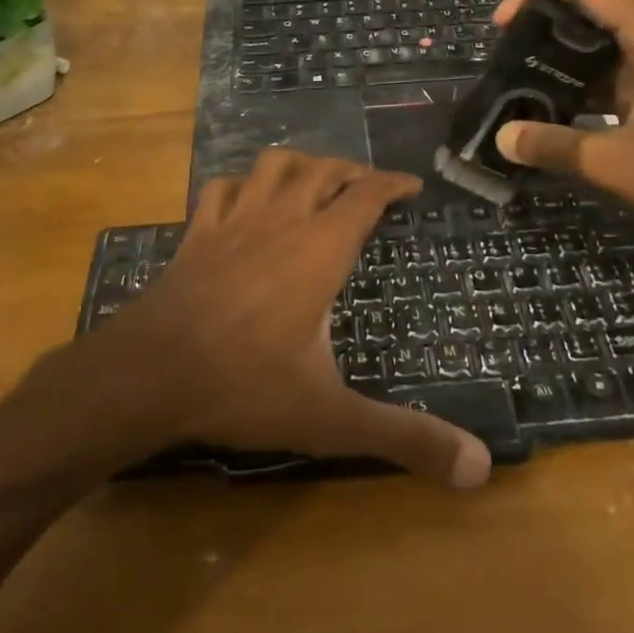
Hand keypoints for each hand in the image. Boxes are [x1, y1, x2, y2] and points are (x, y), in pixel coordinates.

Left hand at [99, 151, 491, 487]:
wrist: (151, 373)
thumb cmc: (246, 385)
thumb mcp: (332, 418)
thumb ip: (405, 438)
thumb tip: (482, 469)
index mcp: (320, 250)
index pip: (366, 196)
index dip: (392, 184)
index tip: (411, 185)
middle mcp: (282, 221)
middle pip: (323, 171)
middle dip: (351, 170)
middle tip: (369, 185)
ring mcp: (235, 221)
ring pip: (273, 166)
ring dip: (299, 163)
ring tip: (314, 177)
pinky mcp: (198, 233)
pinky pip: (221, 189)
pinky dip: (240, 184)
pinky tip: (245, 198)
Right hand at [490, 0, 633, 243]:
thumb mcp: (614, 161)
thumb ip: (553, 145)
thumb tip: (501, 138)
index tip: (501, 25)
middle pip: (585, 6)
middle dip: (539, 22)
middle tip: (501, 55)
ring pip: (593, 44)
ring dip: (554, 57)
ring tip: (514, 83)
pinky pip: (603, 76)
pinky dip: (573, 87)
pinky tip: (546, 113)